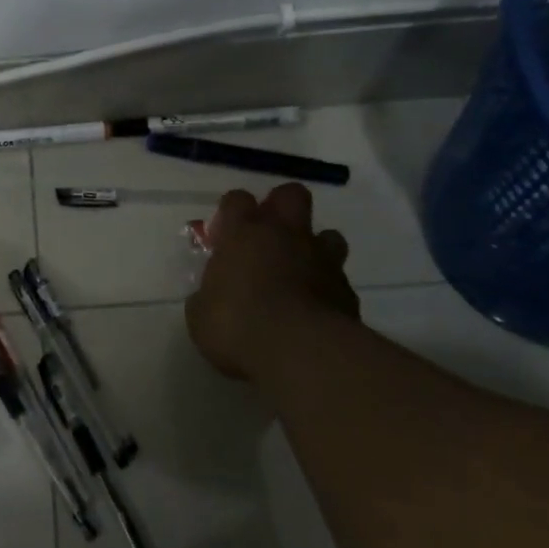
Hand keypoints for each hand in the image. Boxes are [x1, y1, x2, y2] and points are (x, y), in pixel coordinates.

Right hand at [186, 183, 361, 382]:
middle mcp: (285, 235)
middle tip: (268, 234)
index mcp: (244, 233)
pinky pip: (338, 279)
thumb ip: (205, 298)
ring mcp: (321, 260)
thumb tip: (208, 298)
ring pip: (327, 235)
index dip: (231, 211)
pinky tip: (315, 309)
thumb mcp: (201, 316)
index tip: (225, 232)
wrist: (301, 352)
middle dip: (281, 207)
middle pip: (291, 195)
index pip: (237, 199)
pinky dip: (327, 288)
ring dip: (314, 247)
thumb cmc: (238, 325)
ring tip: (299, 271)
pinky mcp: (347, 291)